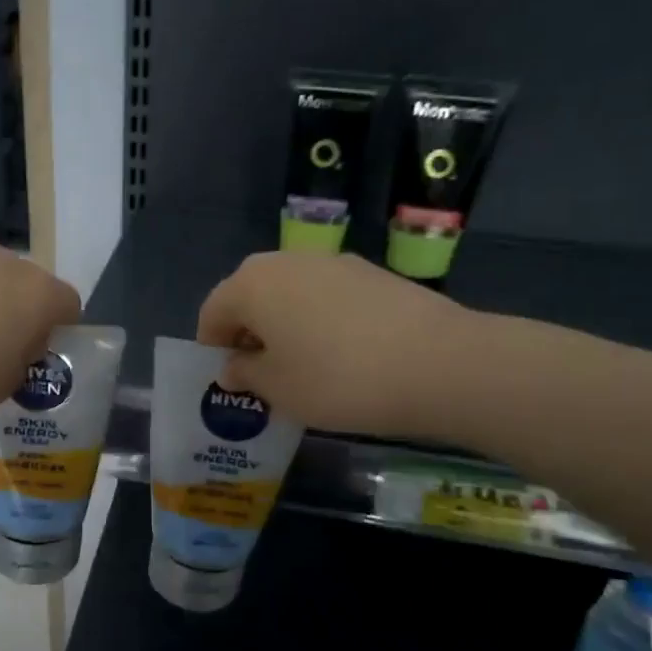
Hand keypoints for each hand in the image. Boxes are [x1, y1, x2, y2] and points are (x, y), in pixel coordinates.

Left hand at [0, 247, 80, 425]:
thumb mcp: (1, 389)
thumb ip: (22, 363)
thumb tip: (18, 347)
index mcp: (37, 293)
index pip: (70, 305)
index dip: (60, 335)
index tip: (38, 362)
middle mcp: (5, 263)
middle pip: (29, 287)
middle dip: (23, 316)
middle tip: (1, 354)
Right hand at [196, 253, 485, 440]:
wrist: (439, 362)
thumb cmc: (338, 379)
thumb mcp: (279, 389)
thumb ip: (246, 374)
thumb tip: (234, 366)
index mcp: (252, 284)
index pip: (213, 312)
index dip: (212, 347)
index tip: (227, 380)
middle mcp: (285, 261)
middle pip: (250, 295)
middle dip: (248, 333)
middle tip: (262, 373)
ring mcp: (331, 261)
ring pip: (290, 293)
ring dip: (284, 324)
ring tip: (304, 366)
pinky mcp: (370, 271)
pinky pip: (325, 295)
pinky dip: (319, 319)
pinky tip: (342, 353)